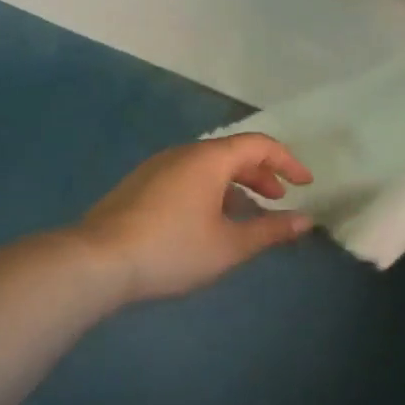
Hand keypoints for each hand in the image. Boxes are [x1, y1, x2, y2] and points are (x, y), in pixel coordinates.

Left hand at [74, 135, 314, 302]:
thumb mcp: (229, 245)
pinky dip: (209, 190)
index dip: (287, 161)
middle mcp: (183, 153)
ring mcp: (157, 167)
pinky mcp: (139, 185)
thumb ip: (270, 230)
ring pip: (207, 166)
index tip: (305, 184)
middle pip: (232, 153)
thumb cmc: (173, 249)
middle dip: (261, 174)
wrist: (99, 260)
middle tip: (278, 200)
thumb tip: (304, 221)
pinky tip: (207, 221)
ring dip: (234, 185)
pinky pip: (186, 177)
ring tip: (246, 215)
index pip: (258, 144)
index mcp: (209, 158)